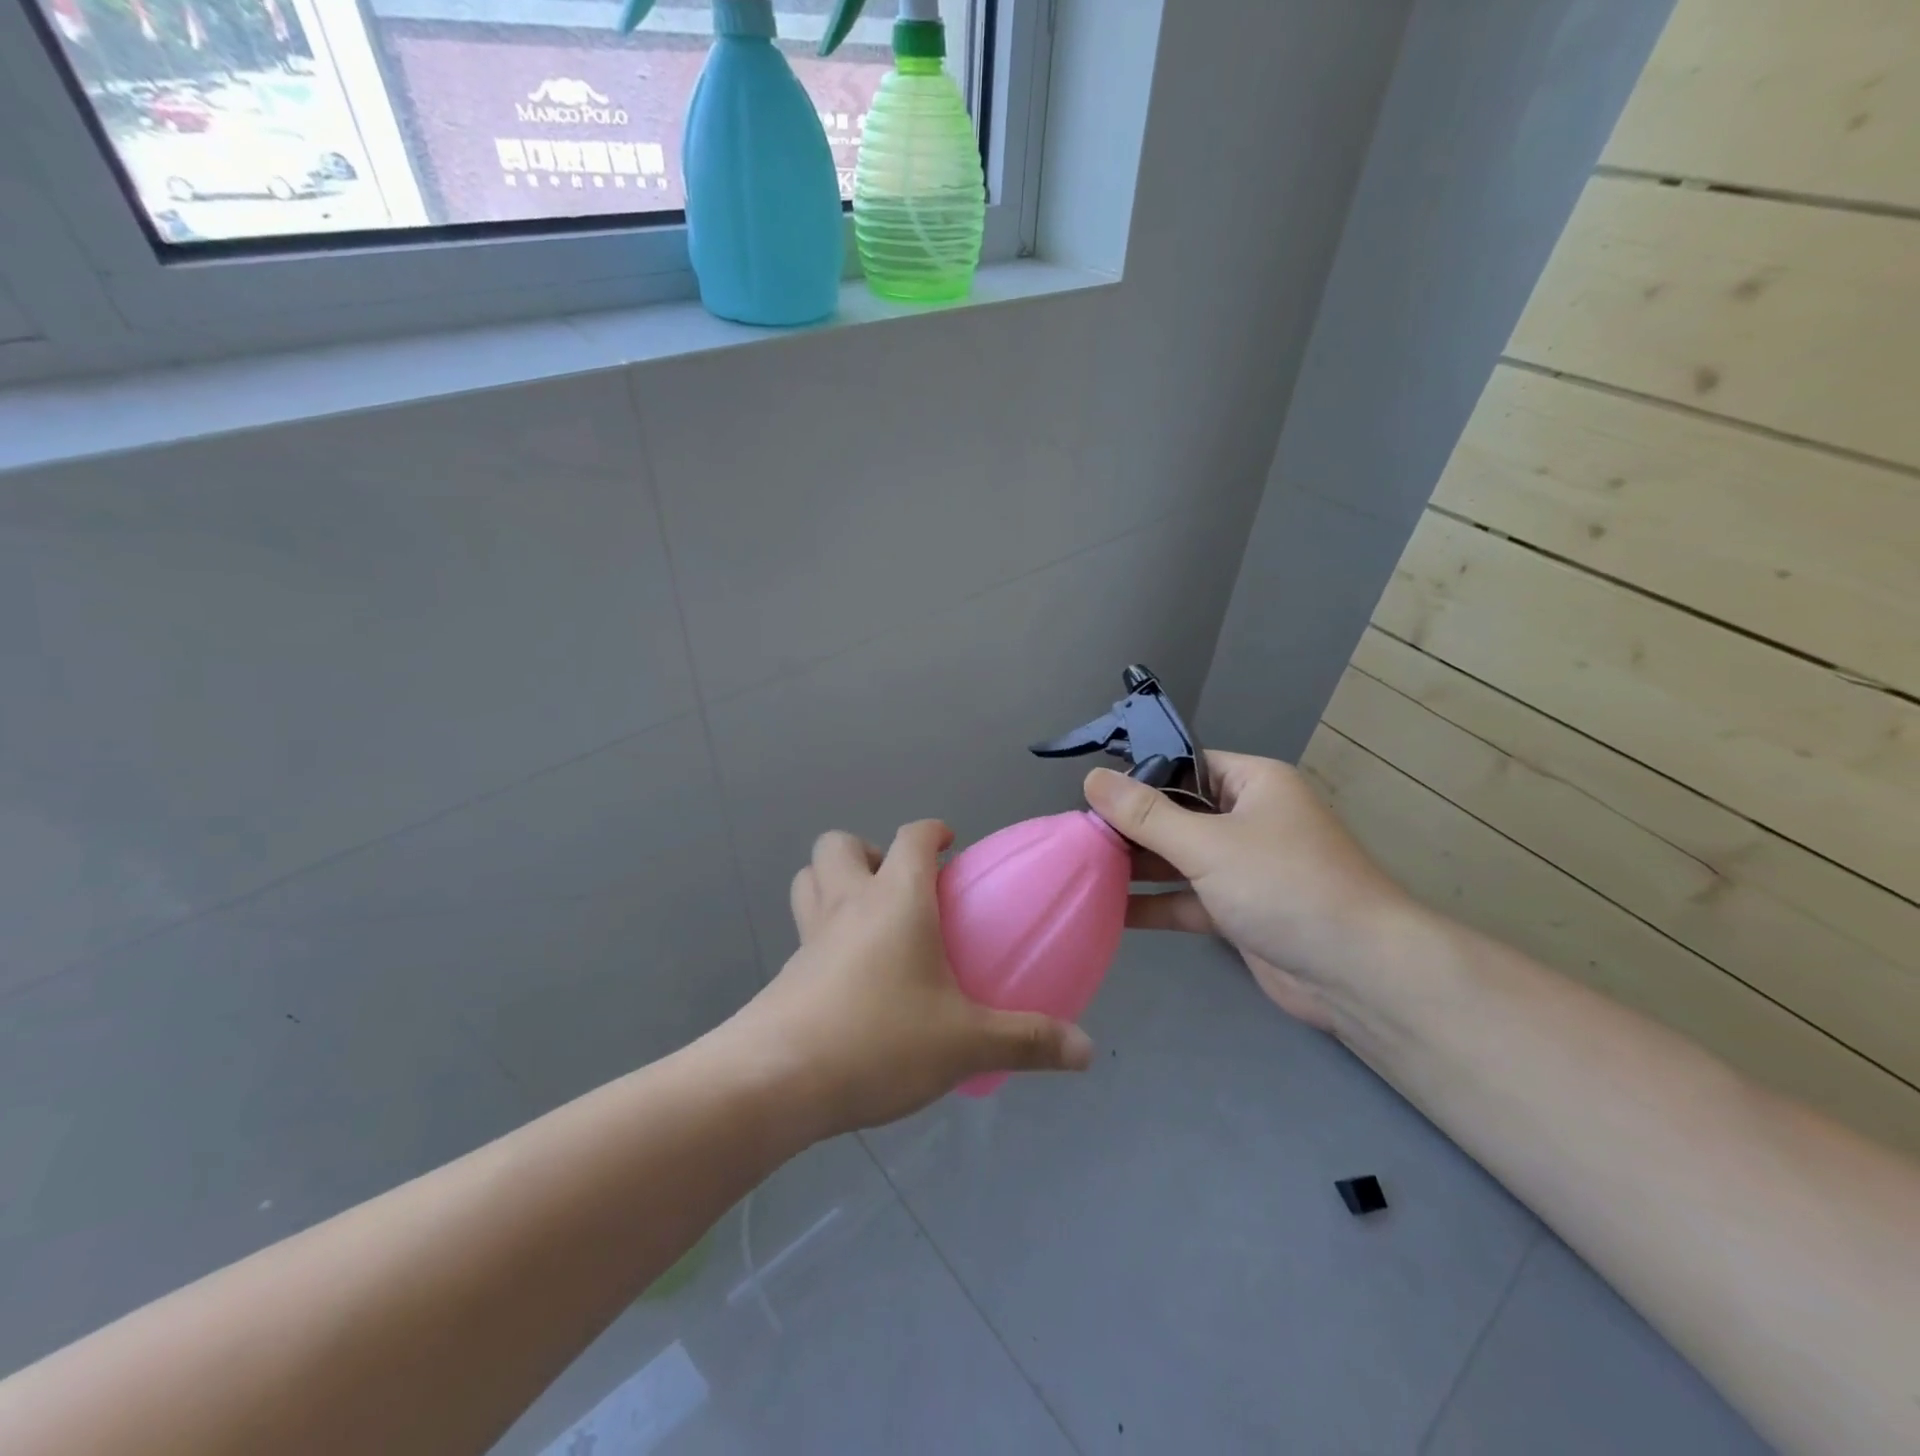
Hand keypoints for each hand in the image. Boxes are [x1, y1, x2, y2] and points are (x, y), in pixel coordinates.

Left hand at [729, 820, 1094, 1137]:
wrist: (777, 1081)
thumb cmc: (880, 1040)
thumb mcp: (966, 1044)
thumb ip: (1028, 1041)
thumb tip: (1086, 1050)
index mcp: (895, 900)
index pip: (912, 837)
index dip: (932, 831)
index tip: (950, 844)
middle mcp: (848, 904)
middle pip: (839, 843)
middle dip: (869, 851)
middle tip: (900, 889)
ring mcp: (810, 936)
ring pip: (810, 878)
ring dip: (835, 881)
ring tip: (870, 920)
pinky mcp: (787, 972)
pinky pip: (804, 930)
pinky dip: (825, 933)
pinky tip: (851, 978)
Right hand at [1082, 754, 1414, 1030]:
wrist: (1358, 974)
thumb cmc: (1284, 886)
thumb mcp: (1208, 843)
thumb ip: (1146, 814)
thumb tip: (1092, 778)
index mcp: (1253, 783)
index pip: (1185, 765)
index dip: (1138, 776)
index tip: (1089, 795)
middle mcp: (1248, 819)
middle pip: (1176, 813)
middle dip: (1130, 826)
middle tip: (1075, 837)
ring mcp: (1244, 868)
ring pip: (1179, 859)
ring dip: (1137, 867)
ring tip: (1081, 870)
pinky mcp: (1239, 912)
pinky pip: (1187, 898)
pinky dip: (1154, 904)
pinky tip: (1108, 912)